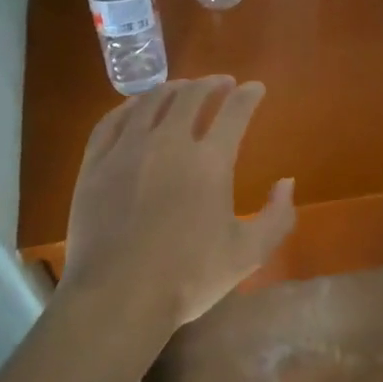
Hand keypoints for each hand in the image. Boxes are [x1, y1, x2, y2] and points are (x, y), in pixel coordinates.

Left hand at [59, 76, 295, 337]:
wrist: (117, 297)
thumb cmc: (188, 278)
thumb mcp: (248, 254)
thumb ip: (277, 216)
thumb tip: (286, 182)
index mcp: (210, 161)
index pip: (234, 111)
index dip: (248, 95)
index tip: (255, 88)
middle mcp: (169, 142)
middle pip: (191, 96)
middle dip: (211, 84)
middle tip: (220, 83)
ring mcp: (127, 148)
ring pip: (151, 101)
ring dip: (173, 89)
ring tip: (182, 89)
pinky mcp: (96, 162)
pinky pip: (112, 120)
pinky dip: (130, 106)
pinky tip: (136, 107)